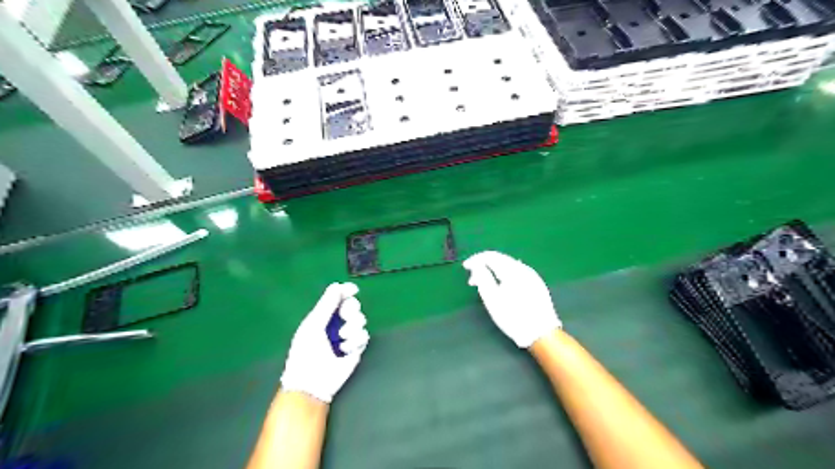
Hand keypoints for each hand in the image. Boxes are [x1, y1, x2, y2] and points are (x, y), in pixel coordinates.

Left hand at [279, 283, 367, 401]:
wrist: (312, 382)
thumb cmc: (306, 352)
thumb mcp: (313, 325)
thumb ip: (326, 304)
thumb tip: (337, 285)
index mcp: (323, 316)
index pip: (338, 298)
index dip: (346, 291)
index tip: (353, 289)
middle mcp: (337, 323)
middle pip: (353, 306)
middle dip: (350, 310)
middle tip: (344, 317)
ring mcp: (347, 336)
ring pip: (361, 320)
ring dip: (352, 328)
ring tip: (341, 339)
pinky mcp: (356, 348)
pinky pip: (364, 336)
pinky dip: (355, 342)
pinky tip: (345, 350)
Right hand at [464, 253, 558, 348]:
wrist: (541, 333)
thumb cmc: (513, 317)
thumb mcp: (492, 299)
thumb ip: (482, 278)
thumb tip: (477, 265)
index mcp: (512, 270)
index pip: (491, 256)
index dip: (476, 259)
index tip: (465, 267)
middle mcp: (524, 268)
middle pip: (500, 259)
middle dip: (484, 266)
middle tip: (472, 280)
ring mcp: (532, 276)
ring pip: (508, 266)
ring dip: (494, 272)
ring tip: (485, 285)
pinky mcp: (536, 284)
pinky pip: (516, 273)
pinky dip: (504, 276)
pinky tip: (501, 287)